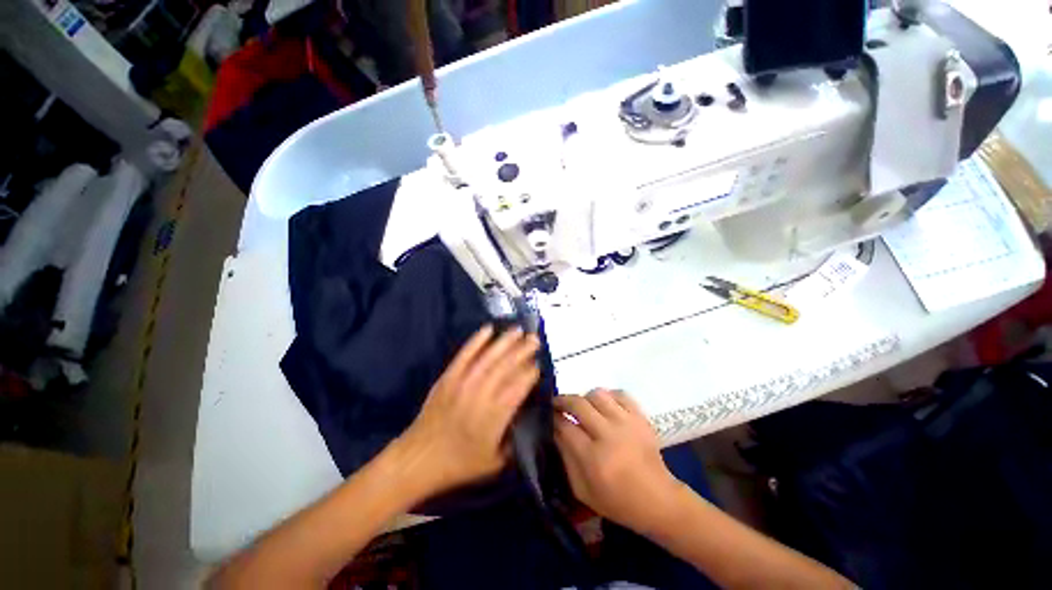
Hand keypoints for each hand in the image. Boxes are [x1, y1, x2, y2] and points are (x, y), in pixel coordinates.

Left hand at [394, 325, 539, 496]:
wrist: (419, 459)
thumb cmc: (460, 463)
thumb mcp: (495, 462)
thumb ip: (515, 439)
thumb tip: (526, 415)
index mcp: (495, 415)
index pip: (518, 386)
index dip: (530, 372)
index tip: (539, 363)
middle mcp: (481, 395)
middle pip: (506, 366)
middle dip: (523, 350)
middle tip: (535, 339)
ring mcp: (463, 383)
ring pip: (488, 357)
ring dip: (505, 341)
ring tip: (518, 330)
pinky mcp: (448, 377)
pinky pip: (464, 355)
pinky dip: (476, 341)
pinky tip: (487, 329)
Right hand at [554, 390, 680, 533]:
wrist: (659, 501)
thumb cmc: (617, 501)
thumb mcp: (583, 490)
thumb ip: (566, 459)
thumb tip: (556, 430)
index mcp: (593, 458)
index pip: (566, 426)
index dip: (553, 417)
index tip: (548, 415)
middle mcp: (609, 435)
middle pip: (579, 404)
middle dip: (563, 401)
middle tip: (557, 404)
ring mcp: (627, 423)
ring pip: (598, 394)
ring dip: (585, 398)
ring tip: (583, 407)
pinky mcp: (641, 418)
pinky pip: (620, 394)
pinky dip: (608, 396)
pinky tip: (604, 406)